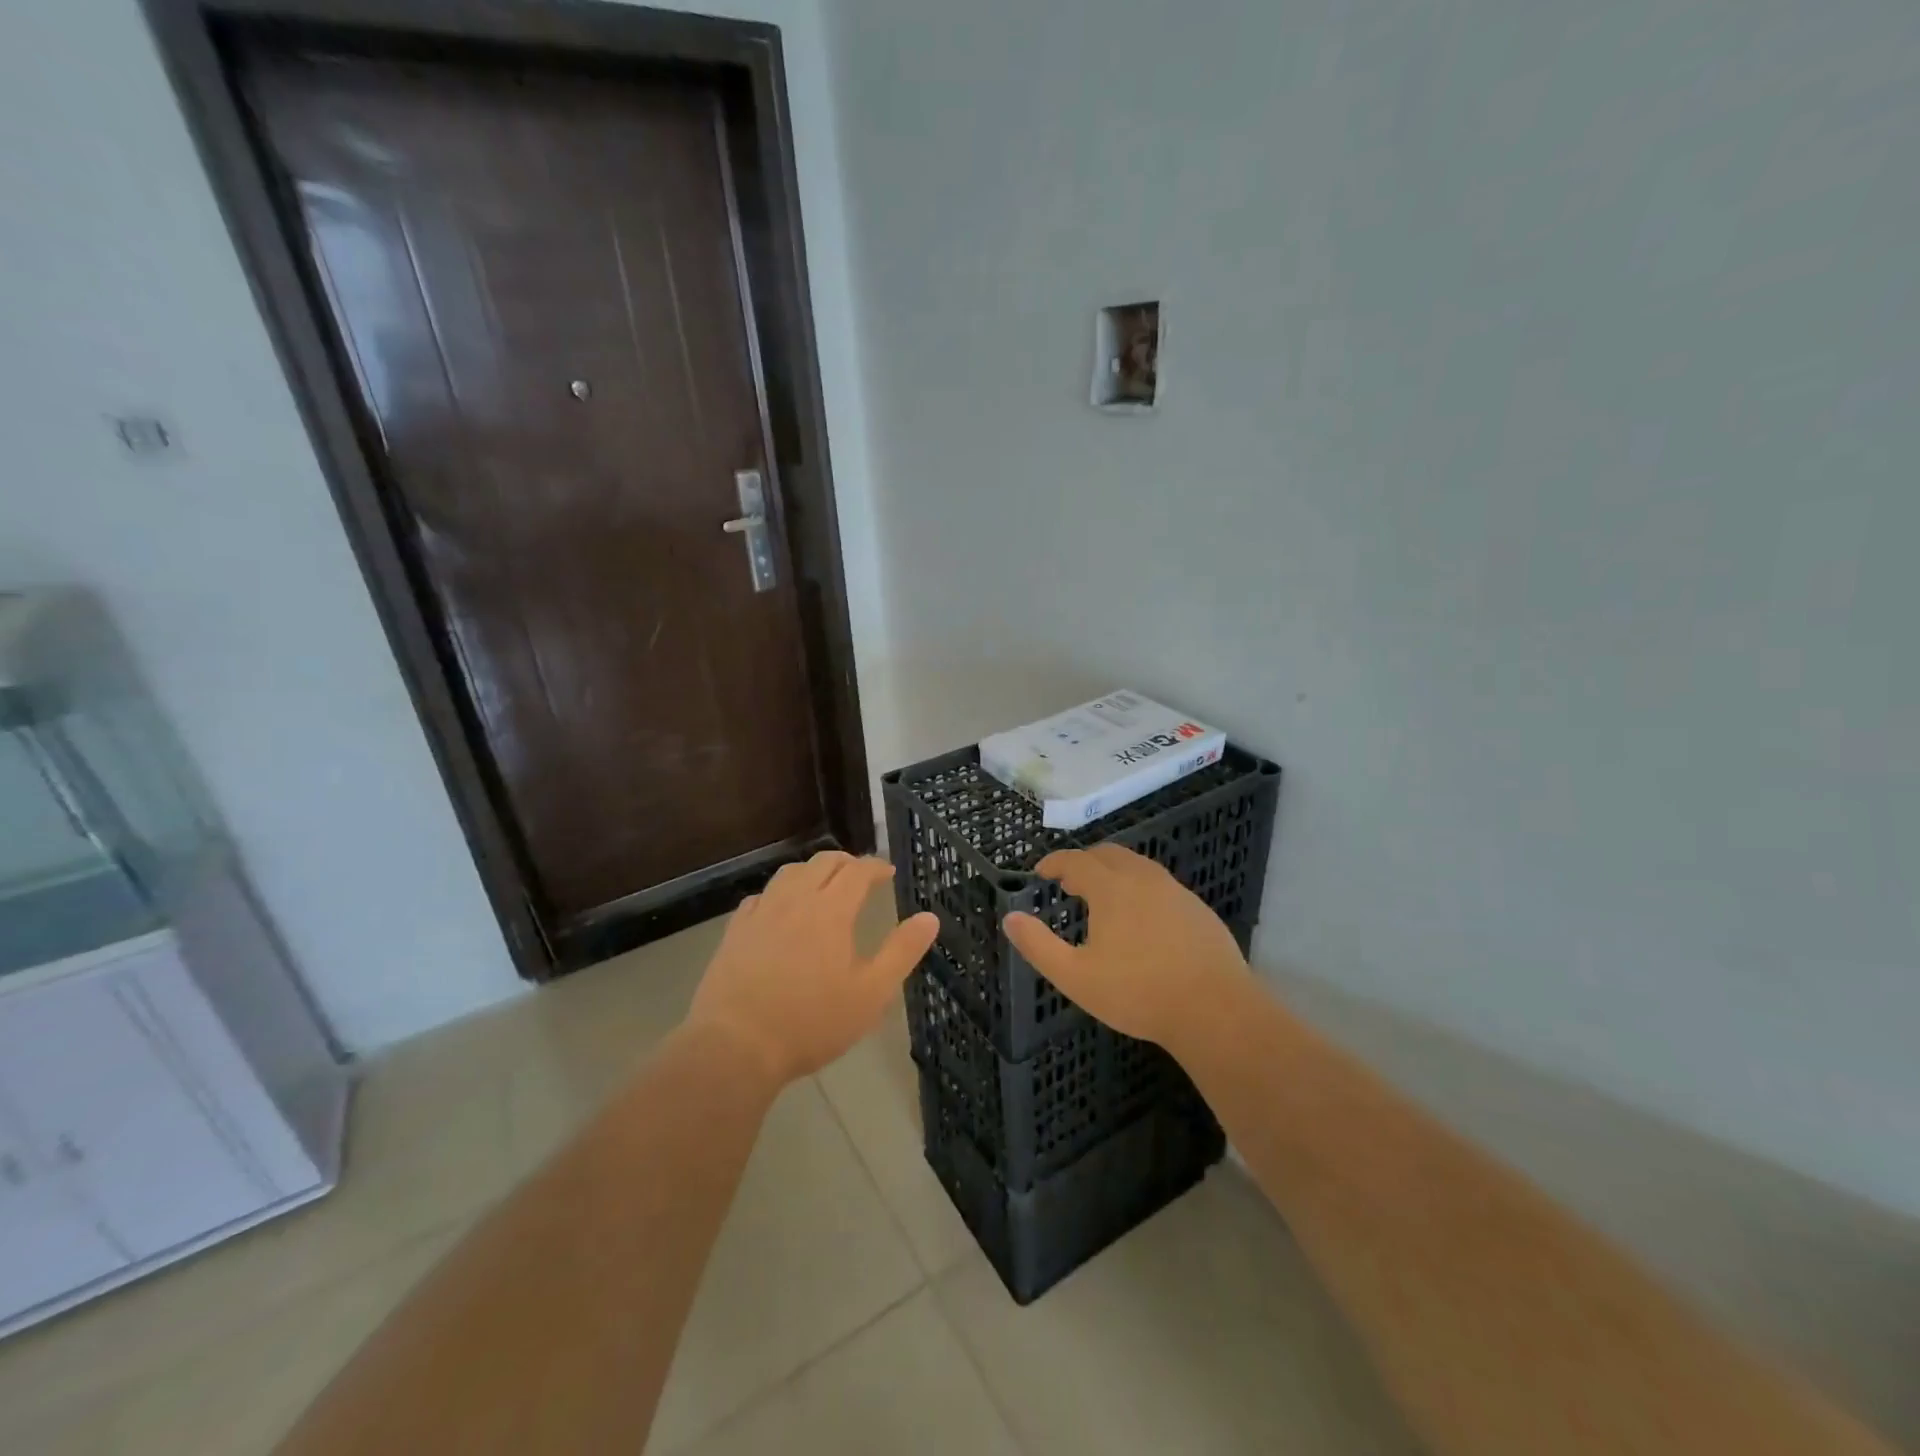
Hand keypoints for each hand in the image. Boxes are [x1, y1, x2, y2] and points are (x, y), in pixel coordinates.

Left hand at [686, 851, 938, 1087]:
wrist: (736, 1045)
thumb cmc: (812, 1022)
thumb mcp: (871, 993)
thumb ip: (902, 951)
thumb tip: (929, 917)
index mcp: (831, 910)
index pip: (858, 871)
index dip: (876, 866)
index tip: (888, 872)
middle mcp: (795, 900)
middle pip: (823, 863)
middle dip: (846, 862)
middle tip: (860, 876)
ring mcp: (761, 913)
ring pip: (789, 873)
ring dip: (812, 871)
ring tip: (823, 885)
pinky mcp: (736, 931)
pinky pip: (761, 896)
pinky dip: (780, 893)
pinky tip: (780, 910)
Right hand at [1004, 844, 1250, 1050]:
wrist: (1215, 1010)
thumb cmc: (1138, 993)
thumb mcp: (1076, 977)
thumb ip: (1038, 946)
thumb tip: (1010, 918)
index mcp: (1112, 888)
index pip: (1076, 860)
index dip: (1055, 862)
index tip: (1041, 872)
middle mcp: (1144, 879)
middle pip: (1108, 854)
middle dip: (1084, 862)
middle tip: (1069, 882)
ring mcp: (1175, 891)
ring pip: (1138, 866)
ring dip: (1114, 872)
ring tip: (1102, 897)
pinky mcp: (1198, 909)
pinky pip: (1160, 885)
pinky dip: (1139, 888)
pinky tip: (1141, 918)